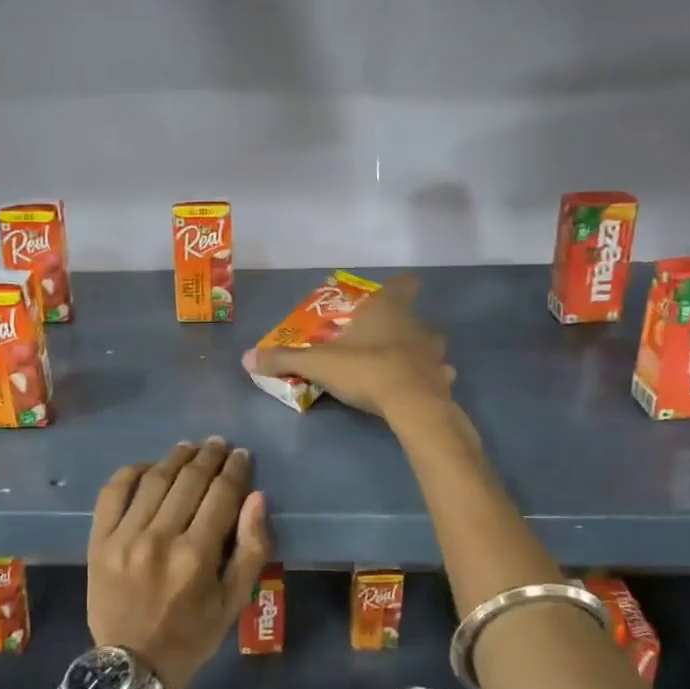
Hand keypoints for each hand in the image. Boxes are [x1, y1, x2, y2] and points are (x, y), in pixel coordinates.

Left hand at [86, 438, 273, 688]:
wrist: (133, 667)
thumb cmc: (191, 636)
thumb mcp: (234, 602)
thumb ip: (251, 549)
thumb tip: (256, 498)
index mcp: (196, 556)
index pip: (221, 495)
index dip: (235, 470)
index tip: (241, 456)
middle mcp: (160, 539)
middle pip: (189, 481)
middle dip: (208, 457)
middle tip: (218, 444)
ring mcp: (124, 537)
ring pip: (154, 480)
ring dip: (174, 458)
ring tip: (188, 448)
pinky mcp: (98, 541)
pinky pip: (112, 493)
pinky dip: (130, 472)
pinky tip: (147, 466)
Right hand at [242, 273, 455, 422]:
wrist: (412, 404)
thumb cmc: (365, 369)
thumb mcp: (318, 364)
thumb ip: (284, 360)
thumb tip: (246, 358)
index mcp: (387, 310)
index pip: (403, 284)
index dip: (400, 285)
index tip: (391, 291)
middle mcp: (415, 324)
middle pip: (415, 317)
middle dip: (402, 326)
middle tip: (380, 339)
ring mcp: (433, 352)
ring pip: (431, 345)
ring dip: (419, 352)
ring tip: (400, 365)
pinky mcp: (443, 379)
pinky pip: (438, 374)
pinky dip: (429, 378)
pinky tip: (415, 389)